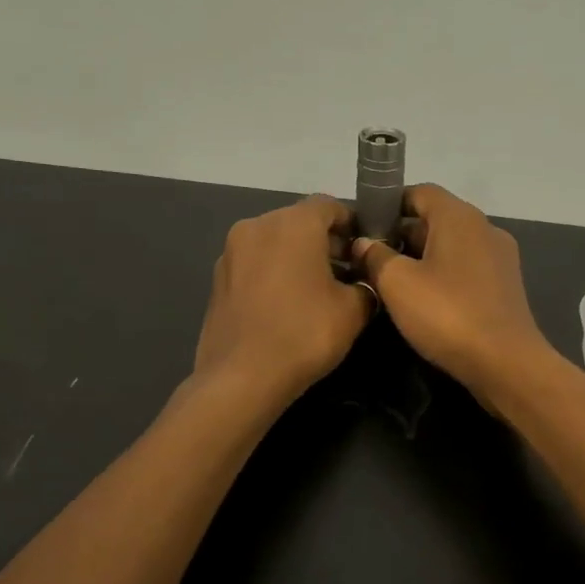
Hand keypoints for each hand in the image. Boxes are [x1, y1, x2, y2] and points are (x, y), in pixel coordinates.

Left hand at [194, 196, 371, 403]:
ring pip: (276, 243)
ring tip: (319, 293)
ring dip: (299, 258)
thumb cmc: (304, 334)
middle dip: (326, 243)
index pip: (330, 205)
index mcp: (293, 223)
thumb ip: (366, 285)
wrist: (241, 378)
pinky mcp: (217, 279)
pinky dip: (275, 274)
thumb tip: (363, 282)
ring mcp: (232, 252)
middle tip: (348, 274)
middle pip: (300, 222)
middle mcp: (258, 226)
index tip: (367, 251)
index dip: (353, 224)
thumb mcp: (353, 310)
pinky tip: (288, 306)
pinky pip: (256, 264)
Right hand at [351, 184, 554, 404]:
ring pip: (451, 246)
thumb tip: (364, 243)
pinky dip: (443, 276)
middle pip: (436, 219)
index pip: (419, 192)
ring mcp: (499, 258)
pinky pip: (466, 269)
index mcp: (459, 217)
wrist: (505, 363)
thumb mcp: (398, 283)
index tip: (364, 227)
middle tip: (371, 259)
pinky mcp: (505, 287)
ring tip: (392, 283)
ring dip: (422, 258)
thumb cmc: (447, 314)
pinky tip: (424, 301)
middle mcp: (484, 228)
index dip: (389, 204)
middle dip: (402, 235)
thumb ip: (376, 256)